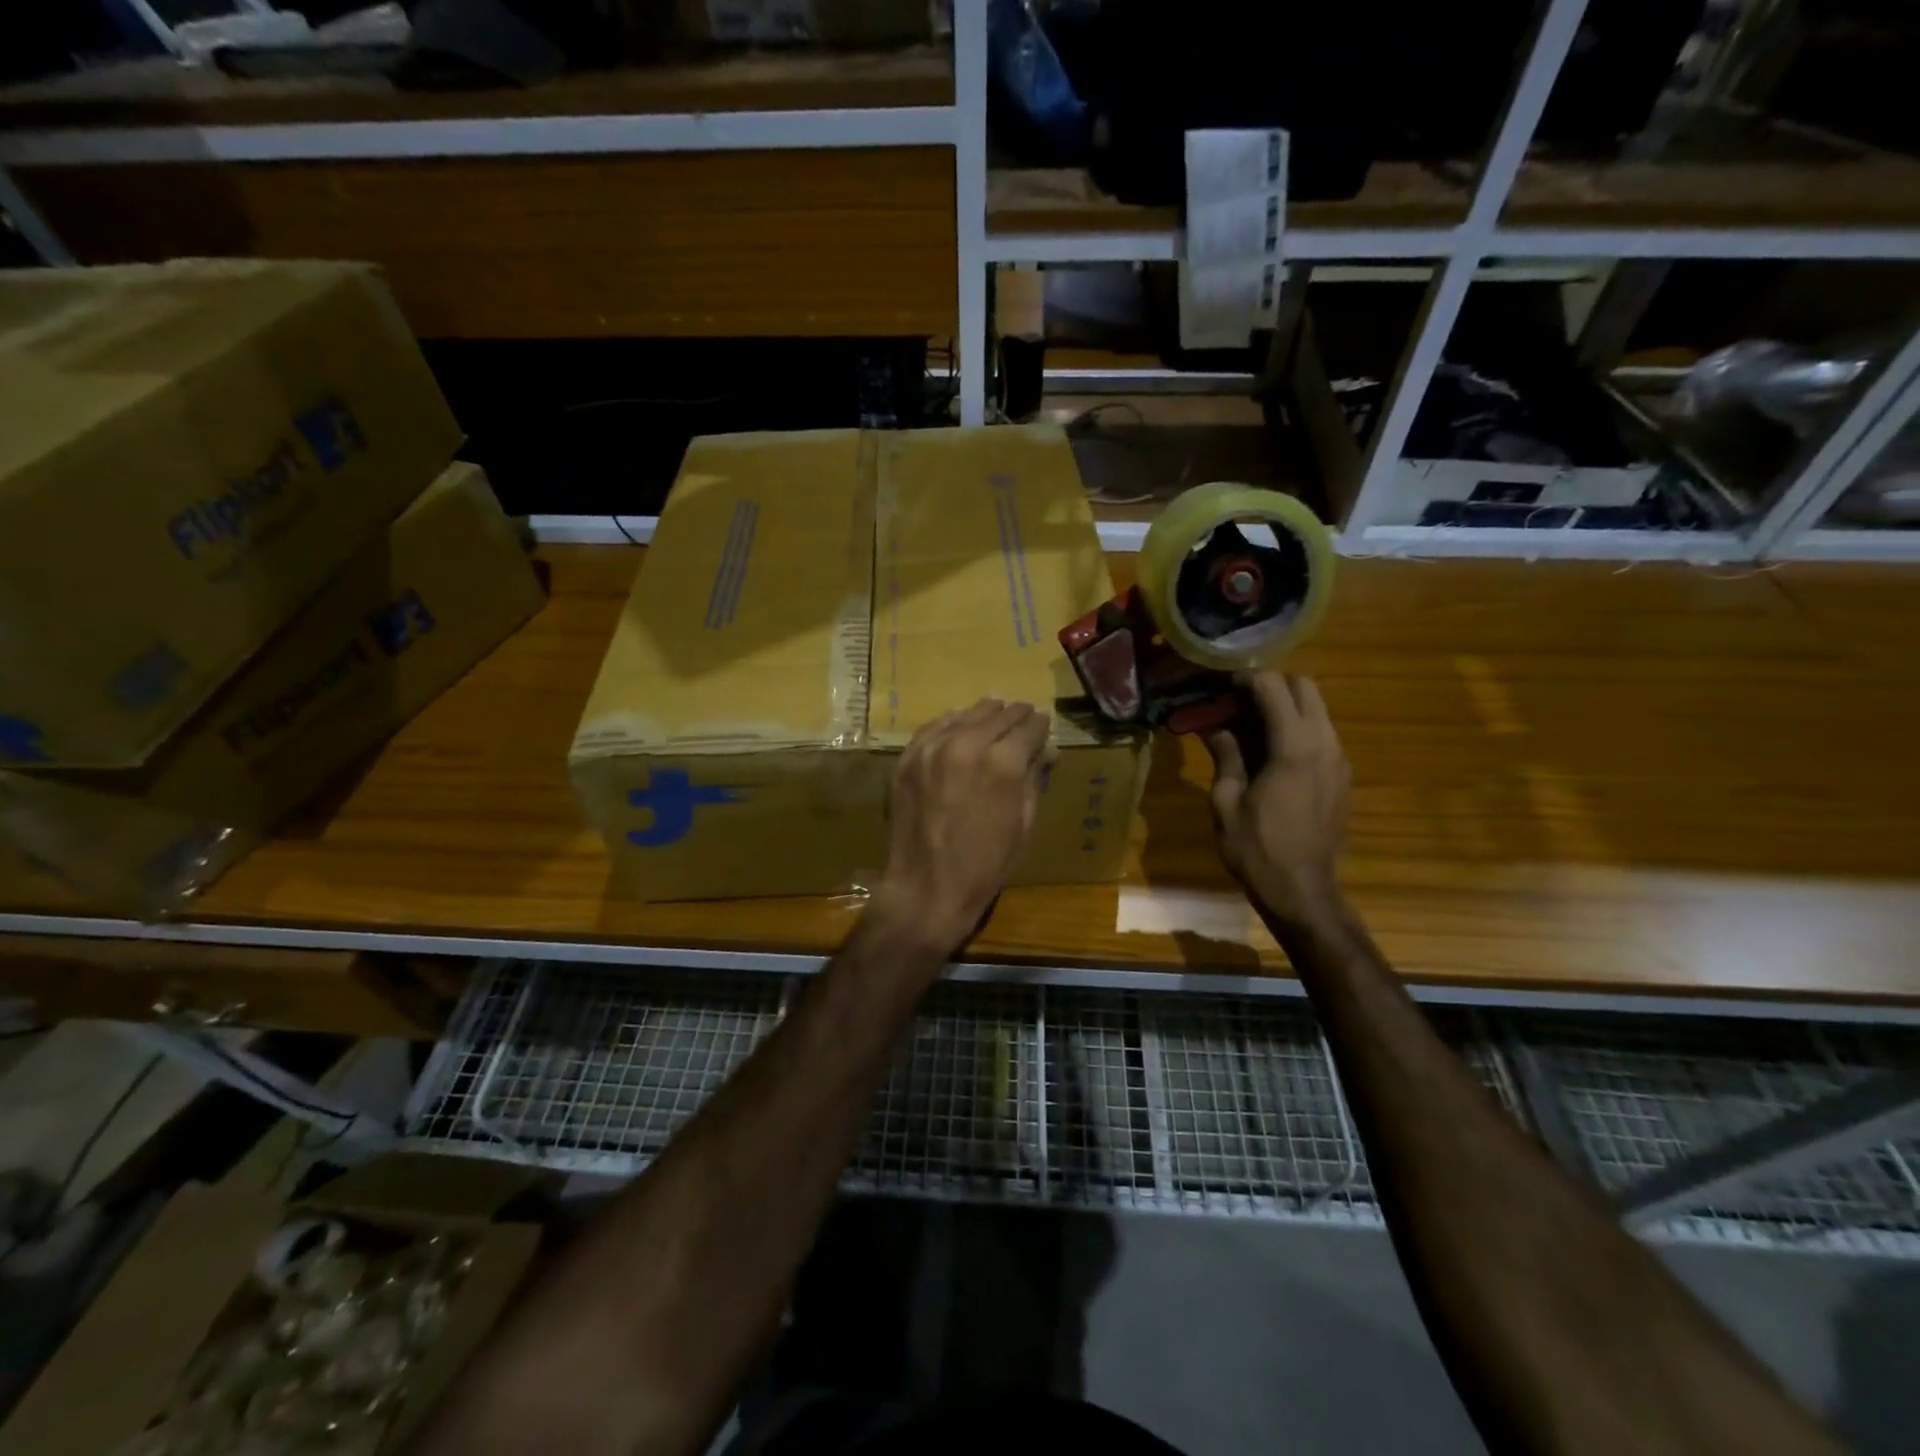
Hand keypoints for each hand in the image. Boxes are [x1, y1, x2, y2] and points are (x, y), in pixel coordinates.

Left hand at [874, 699, 1055, 954]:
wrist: (926, 887)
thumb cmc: (985, 865)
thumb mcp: (1023, 823)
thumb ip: (1034, 778)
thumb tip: (1048, 750)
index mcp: (1004, 763)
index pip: (1030, 728)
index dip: (1040, 726)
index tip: (1043, 724)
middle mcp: (968, 744)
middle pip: (999, 715)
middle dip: (1016, 716)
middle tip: (1024, 717)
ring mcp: (933, 748)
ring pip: (966, 714)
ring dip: (984, 714)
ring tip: (995, 713)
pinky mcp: (908, 757)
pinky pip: (934, 727)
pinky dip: (952, 722)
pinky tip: (960, 724)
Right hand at [1204, 672, 1350, 931]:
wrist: (1303, 892)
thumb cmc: (1257, 849)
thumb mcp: (1226, 801)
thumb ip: (1225, 755)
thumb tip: (1214, 726)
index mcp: (1294, 747)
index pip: (1273, 687)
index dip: (1244, 679)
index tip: (1218, 687)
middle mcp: (1324, 744)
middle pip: (1304, 687)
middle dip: (1270, 685)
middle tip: (1235, 703)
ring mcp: (1339, 759)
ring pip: (1317, 709)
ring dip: (1284, 706)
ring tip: (1248, 727)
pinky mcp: (1342, 776)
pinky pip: (1321, 734)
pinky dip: (1296, 728)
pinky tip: (1269, 753)